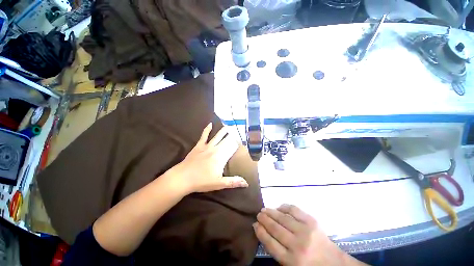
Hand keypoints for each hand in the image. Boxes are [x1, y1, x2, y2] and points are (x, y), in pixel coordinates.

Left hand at [170, 123, 248, 193]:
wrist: (182, 178)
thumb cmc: (201, 181)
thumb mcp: (219, 183)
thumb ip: (233, 182)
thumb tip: (247, 183)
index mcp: (221, 158)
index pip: (232, 148)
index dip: (238, 144)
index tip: (243, 140)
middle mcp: (215, 149)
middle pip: (226, 141)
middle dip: (233, 136)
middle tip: (238, 131)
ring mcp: (207, 146)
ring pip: (217, 136)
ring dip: (224, 131)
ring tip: (229, 126)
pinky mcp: (199, 146)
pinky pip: (204, 136)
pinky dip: (207, 129)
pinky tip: (210, 124)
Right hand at [254, 204, 364, 265]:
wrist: (335, 265)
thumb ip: (277, 252)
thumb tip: (264, 232)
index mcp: (291, 261)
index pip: (270, 243)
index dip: (260, 232)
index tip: (254, 224)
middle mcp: (297, 245)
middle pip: (275, 228)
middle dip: (264, 219)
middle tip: (258, 214)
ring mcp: (305, 231)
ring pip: (283, 218)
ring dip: (271, 212)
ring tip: (265, 209)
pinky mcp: (312, 222)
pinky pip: (294, 210)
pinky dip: (285, 207)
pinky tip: (279, 207)